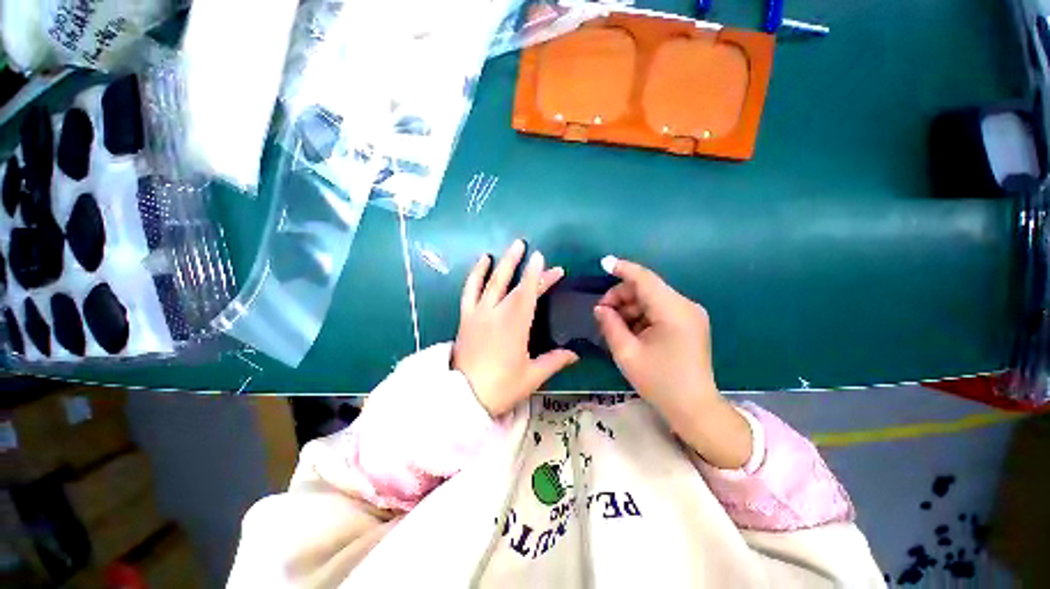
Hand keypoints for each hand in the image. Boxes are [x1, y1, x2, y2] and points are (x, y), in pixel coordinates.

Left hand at [453, 240, 578, 415]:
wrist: (463, 398)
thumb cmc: (501, 387)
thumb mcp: (532, 376)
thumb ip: (554, 361)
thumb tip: (575, 354)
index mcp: (516, 325)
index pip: (529, 294)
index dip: (537, 275)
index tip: (543, 259)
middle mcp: (497, 313)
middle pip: (515, 286)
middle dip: (527, 268)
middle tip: (533, 250)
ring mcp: (479, 313)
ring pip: (492, 281)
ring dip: (503, 263)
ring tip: (513, 247)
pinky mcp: (466, 317)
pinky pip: (470, 289)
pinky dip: (476, 274)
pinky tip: (483, 261)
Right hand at [593, 256, 750, 468]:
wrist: (694, 408)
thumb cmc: (660, 382)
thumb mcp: (627, 353)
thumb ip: (611, 325)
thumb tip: (600, 308)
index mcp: (673, 311)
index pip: (645, 279)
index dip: (622, 269)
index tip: (603, 263)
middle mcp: (685, 306)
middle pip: (647, 288)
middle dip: (621, 296)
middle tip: (602, 313)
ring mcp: (690, 314)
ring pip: (652, 298)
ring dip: (630, 307)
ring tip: (614, 325)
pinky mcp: (689, 322)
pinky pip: (659, 309)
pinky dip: (641, 315)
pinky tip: (630, 330)